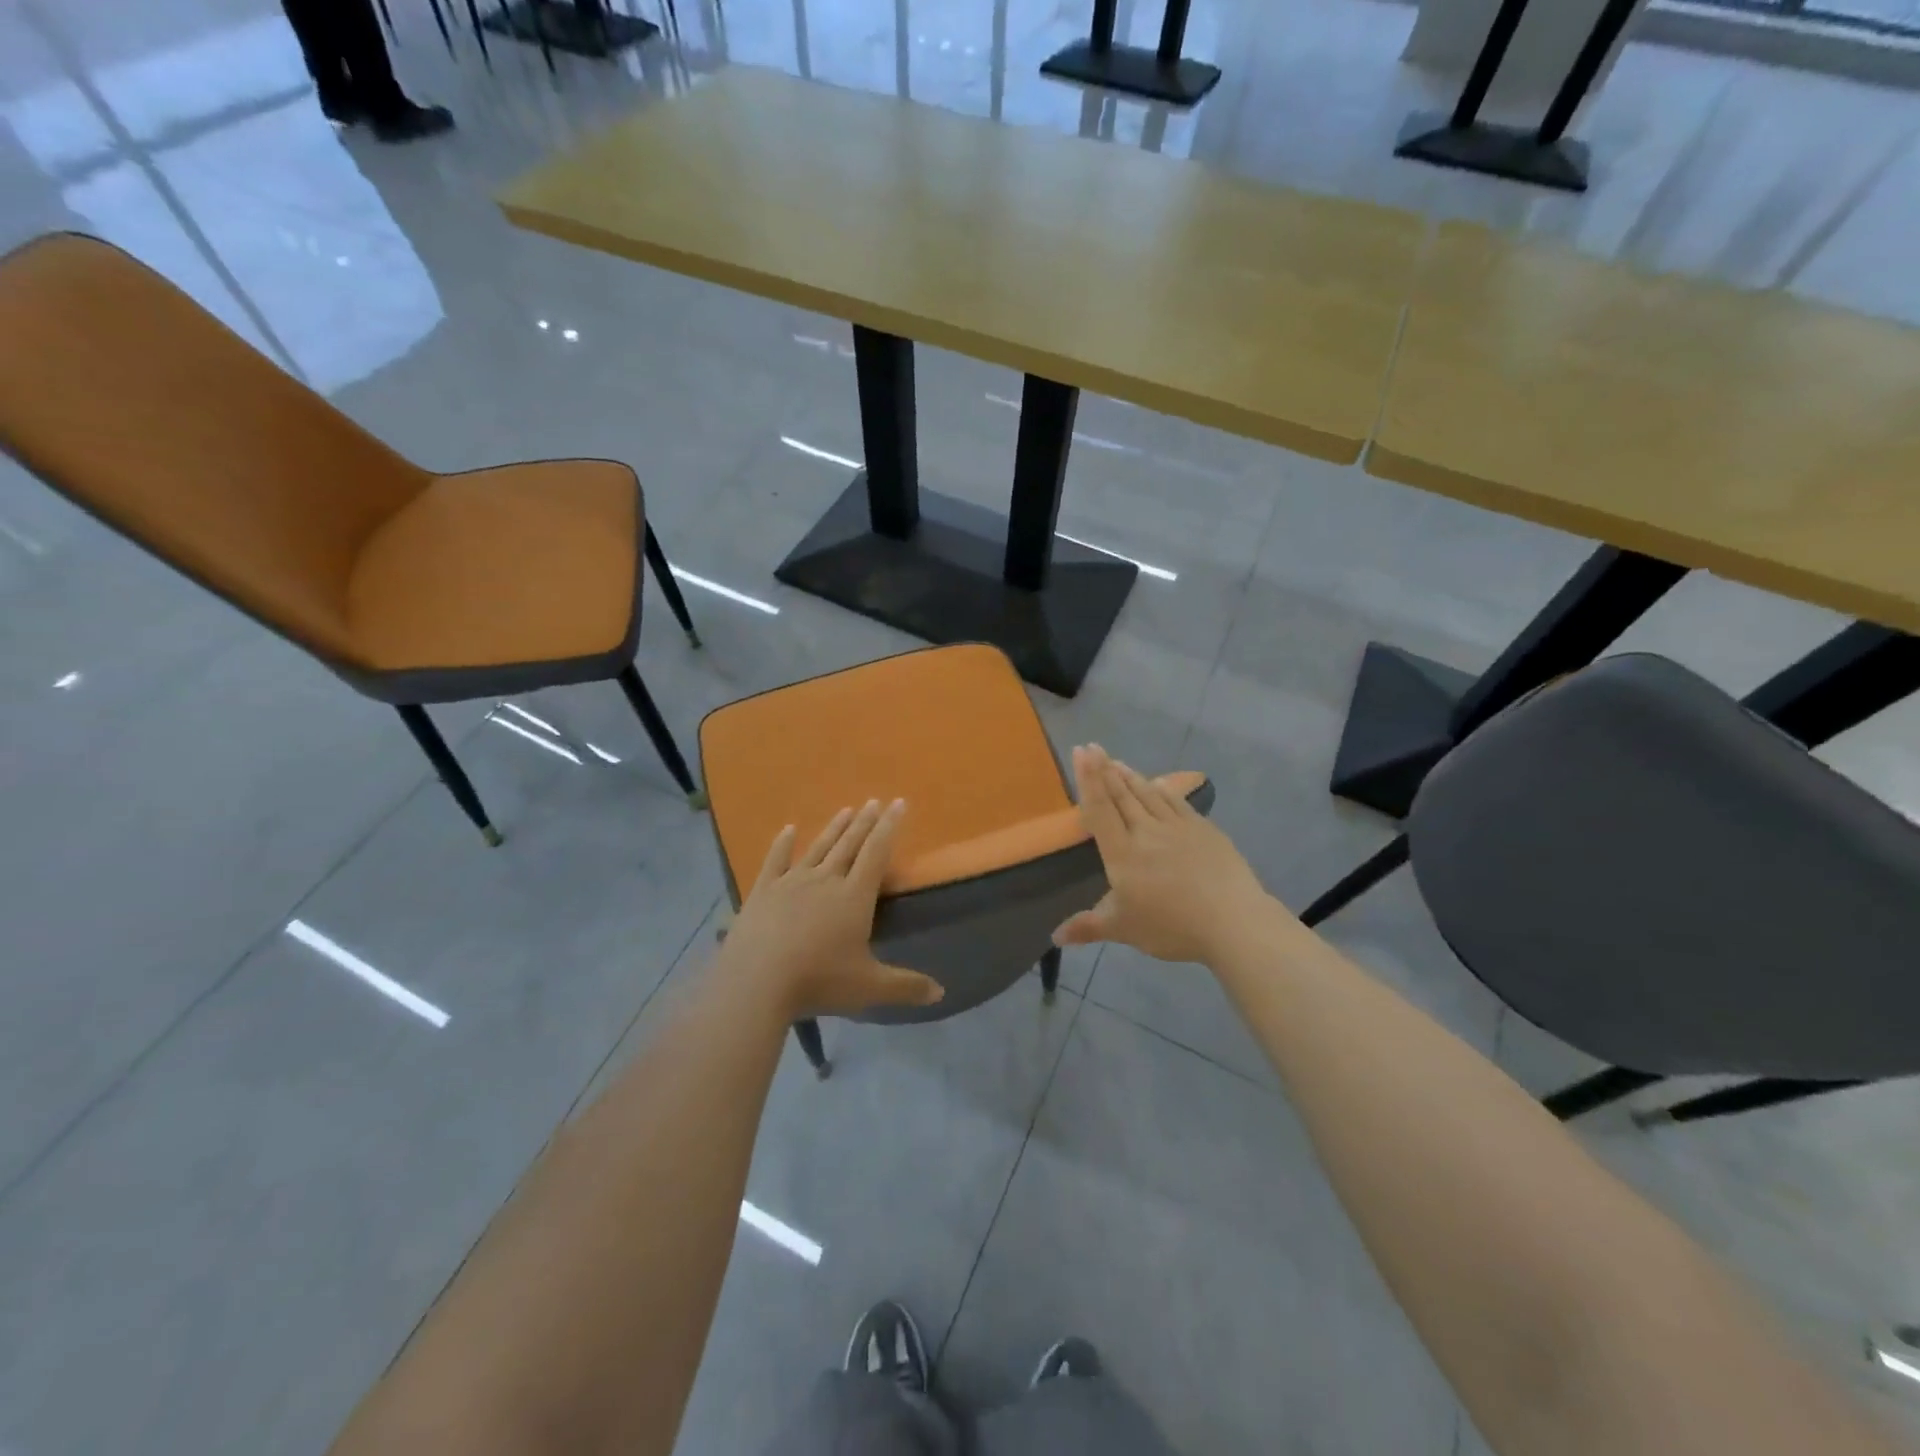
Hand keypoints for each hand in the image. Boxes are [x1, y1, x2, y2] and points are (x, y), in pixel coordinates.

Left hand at [717, 799, 944, 1021]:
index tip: (898, 803)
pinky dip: (782, 843)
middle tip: (874, 801)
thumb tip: (941, 993)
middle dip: (865, 822)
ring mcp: (791, 882)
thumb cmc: (819, 981)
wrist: (756, 982)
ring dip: (834, 828)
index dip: (889, 827)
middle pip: (849, 844)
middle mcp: (826, 880)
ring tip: (846, 809)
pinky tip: (788, 829)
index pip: (876, 853)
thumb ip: (905, 987)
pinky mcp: (763, 891)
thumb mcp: (869, 988)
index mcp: (854, 897)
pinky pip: (775, 860)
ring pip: (818, 848)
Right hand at [1053, 745, 1273, 964]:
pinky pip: (1176, 801)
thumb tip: (1055, 937)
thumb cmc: (1172, 926)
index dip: (1089, 780)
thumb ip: (1088, 927)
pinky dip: (1161, 788)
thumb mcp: (1123, 929)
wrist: (1232, 921)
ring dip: (1129, 775)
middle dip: (1104, 769)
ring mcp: (1177, 827)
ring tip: (1116, 761)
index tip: (1081, 752)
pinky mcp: (1203, 829)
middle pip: (1121, 795)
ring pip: (1147, 793)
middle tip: (1092, 747)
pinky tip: (1157, 782)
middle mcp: (1146, 832)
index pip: (1100, 809)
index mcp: (1122, 853)